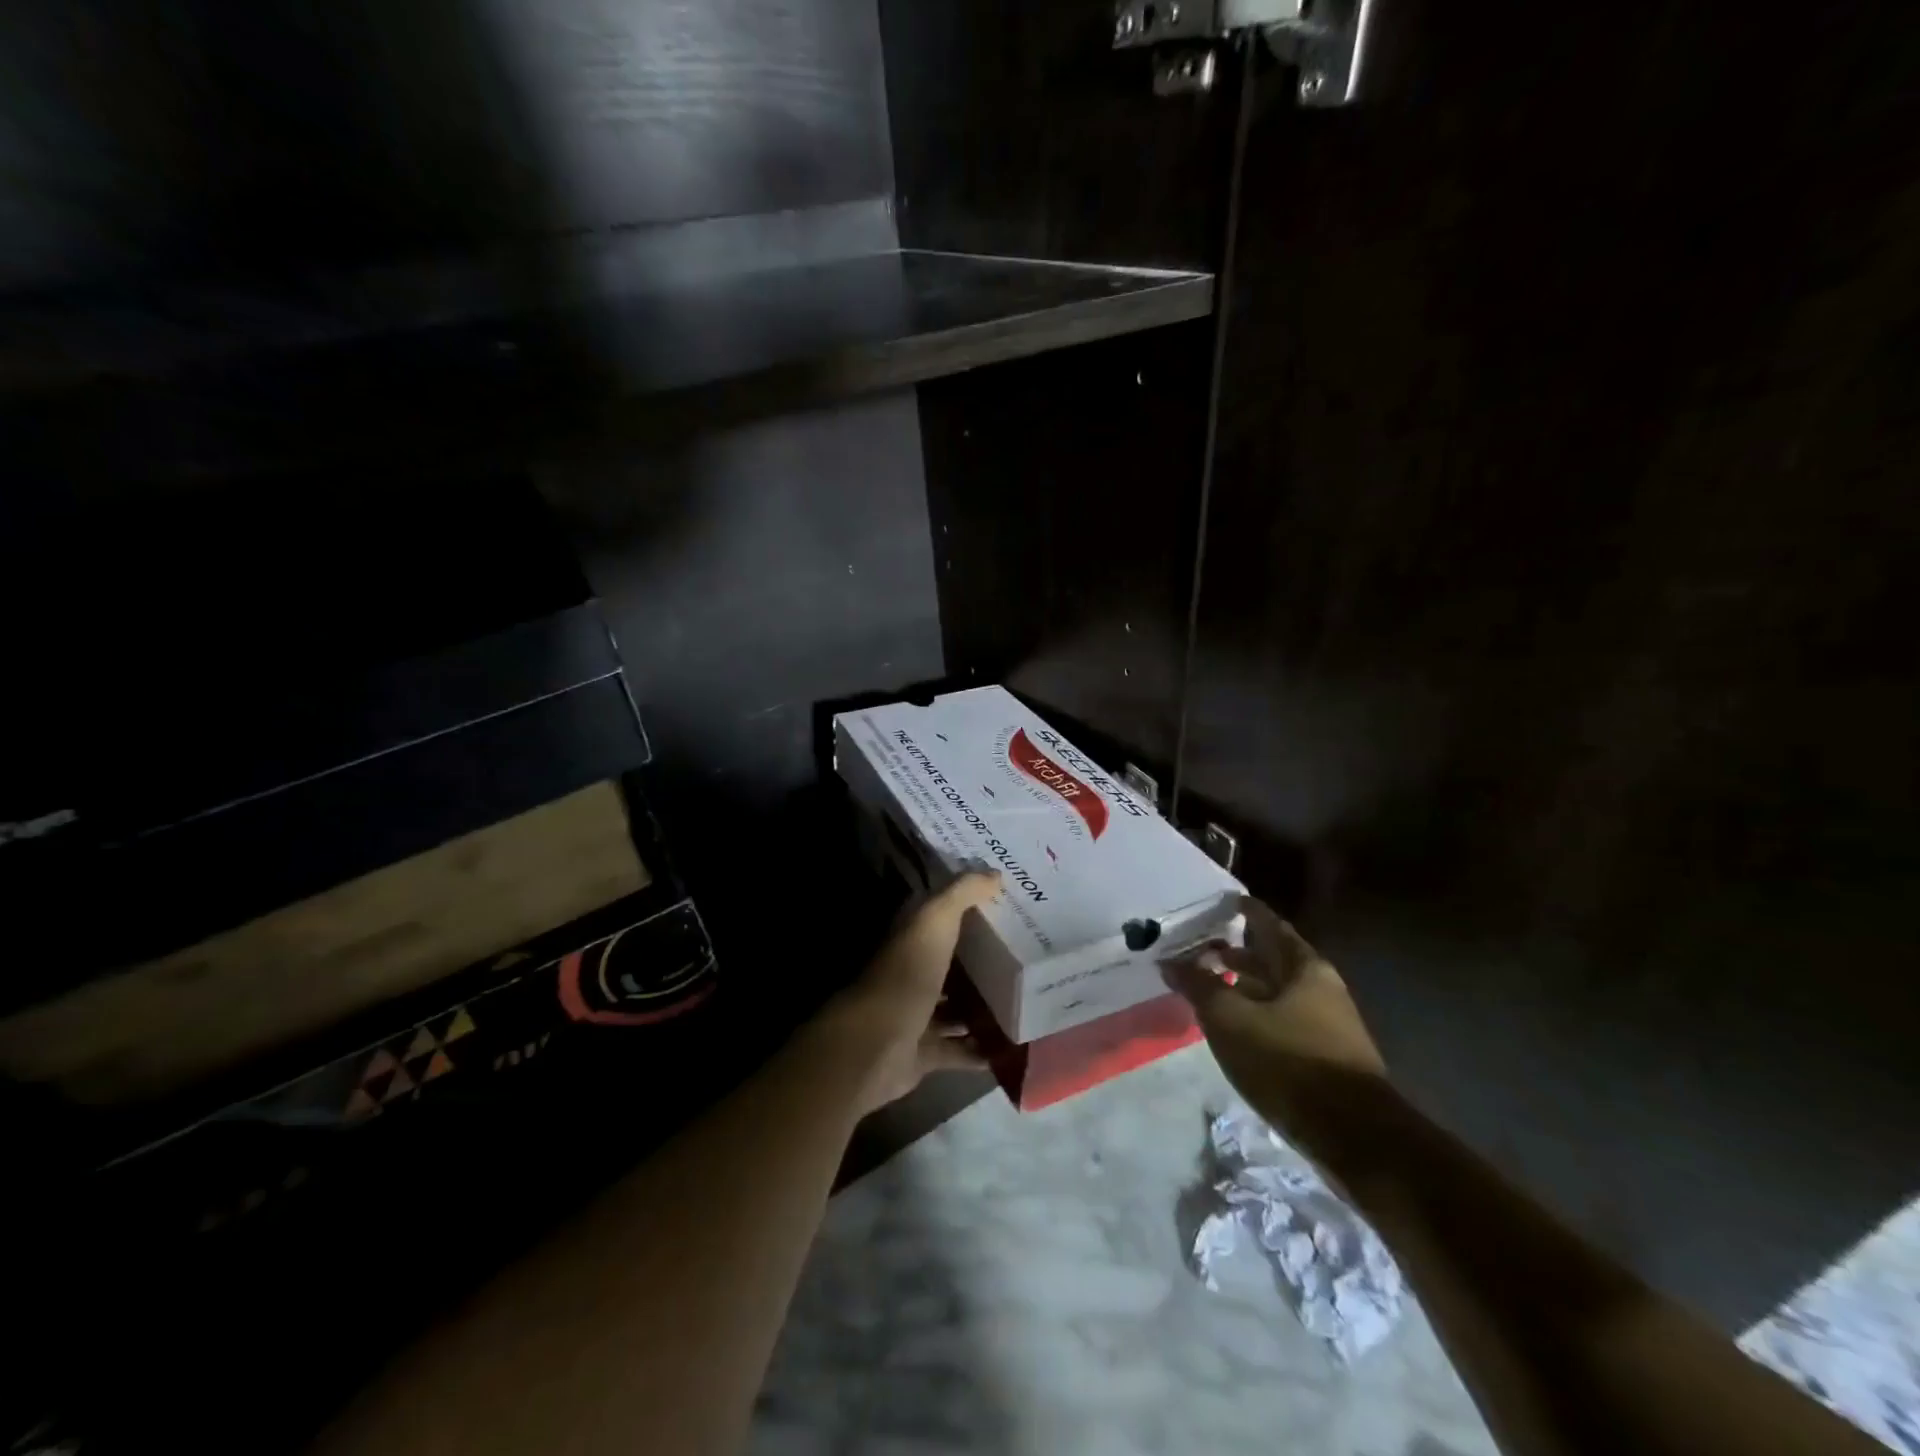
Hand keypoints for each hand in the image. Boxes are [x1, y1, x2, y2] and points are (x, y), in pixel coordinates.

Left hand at [829, 872, 999, 1115]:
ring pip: (953, 1007)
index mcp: (911, 938)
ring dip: (981, 1005)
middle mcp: (911, 973)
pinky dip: (980, 1051)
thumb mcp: (935, 920)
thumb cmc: (907, 973)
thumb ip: (962, 893)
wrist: (877, 1043)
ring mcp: (916, 1015)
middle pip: (949, 962)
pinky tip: (1011, 1047)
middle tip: (1026, 953)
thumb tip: (995, 873)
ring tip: (1023, 999)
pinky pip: (958, 1050)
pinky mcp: (924, 1052)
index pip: (939, 915)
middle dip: (980, 958)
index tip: (1003, 903)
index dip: (966, 906)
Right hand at [1162, 896, 1386, 1146]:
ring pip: (1278, 993)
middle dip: (1238, 953)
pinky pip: (1283, 1020)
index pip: (1269, 925)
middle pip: (1274, 959)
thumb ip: (1199, 986)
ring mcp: (1328, 1024)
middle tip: (1202, 948)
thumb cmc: (1288, 1061)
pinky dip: (1256, 1015)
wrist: (1354, 1136)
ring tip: (1211, 987)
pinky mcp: (1326, 1058)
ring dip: (1245, 986)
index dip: (1246, 911)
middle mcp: (1321, 988)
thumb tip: (1171, 961)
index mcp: (1304, 967)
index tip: (1223, 901)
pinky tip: (1235, 1028)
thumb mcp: (1230, 1019)